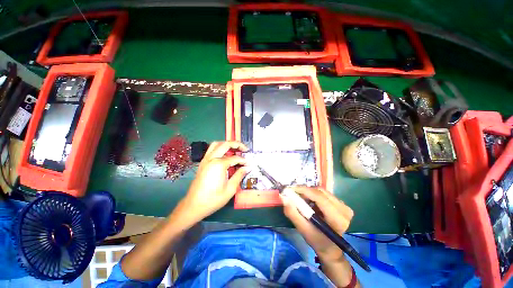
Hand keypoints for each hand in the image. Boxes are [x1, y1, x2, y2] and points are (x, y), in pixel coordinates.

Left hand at [178, 141, 248, 224]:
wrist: (194, 205)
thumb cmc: (213, 199)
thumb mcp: (230, 189)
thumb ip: (239, 175)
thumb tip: (248, 167)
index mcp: (219, 164)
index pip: (235, 158)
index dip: (244, 160)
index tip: (250, 164)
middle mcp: (211, 158)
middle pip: (225, 144)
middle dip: (237, 144)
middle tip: (245, 149)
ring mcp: (205, 159)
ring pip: (217, 144)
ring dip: (227, 144)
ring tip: (235, 149)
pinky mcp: (203, 163)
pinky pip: (211, 149)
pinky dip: (220, 148)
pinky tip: (225, 155)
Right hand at [282, 187, 353, 261]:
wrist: (330, 248)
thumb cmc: (316, 240)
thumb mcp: (302, 229)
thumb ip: (292, 213)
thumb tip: (283, 197)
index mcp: (337, 219)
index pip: (319, 197)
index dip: (303, 190)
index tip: (290, 189)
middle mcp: (344, 210)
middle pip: (320, 192)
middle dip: (304, 191)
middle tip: (293, 195)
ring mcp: (344, 206)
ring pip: (321, 191)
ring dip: (309, 193)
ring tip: (301, 199)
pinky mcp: (342, 204)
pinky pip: (324, 193)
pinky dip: (314, 195)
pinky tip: (309, 201)